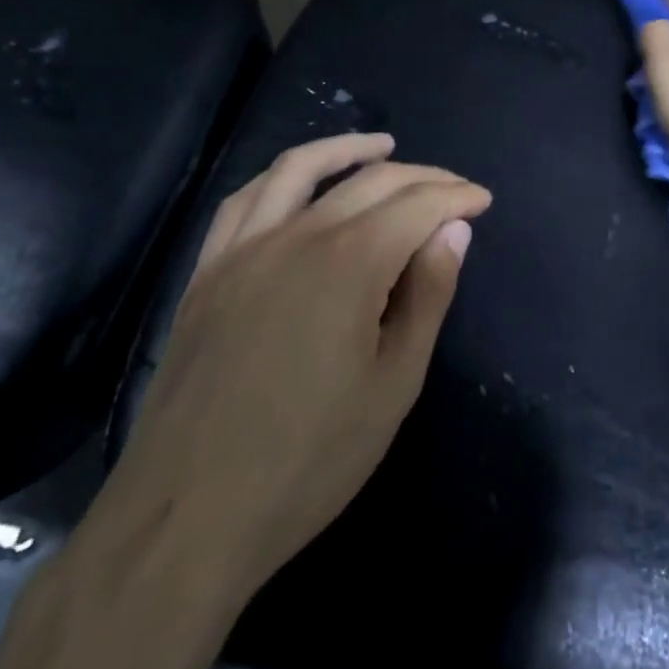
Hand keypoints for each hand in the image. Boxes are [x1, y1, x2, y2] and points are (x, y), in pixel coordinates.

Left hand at [101, 133, 491, 604]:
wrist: (185, 521)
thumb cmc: (308, 461)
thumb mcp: (394, 384)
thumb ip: (428, 296)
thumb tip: (454, 232)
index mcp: (348, 264)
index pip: (417, 205)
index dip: (456, 197)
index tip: (483, 202)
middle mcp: (294, 238)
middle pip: (370, 182)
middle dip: (422, 177)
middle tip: (455, 191)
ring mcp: (242, 251)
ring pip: (300, 170)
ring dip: (348, 150)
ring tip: (384, 147)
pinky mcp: (206, 273)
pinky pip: (245, 200)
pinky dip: (283, 177)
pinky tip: (302, 183)